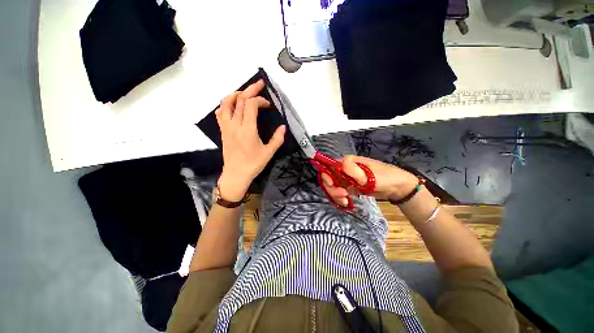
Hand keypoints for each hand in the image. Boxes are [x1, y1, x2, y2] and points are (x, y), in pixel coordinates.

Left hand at [216, 80, 285, 200]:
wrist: (236, 174)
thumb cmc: (253, 164)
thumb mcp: (269, 152)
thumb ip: (277, 139)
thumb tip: (283, 127)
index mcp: (247, 130)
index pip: (251, 105)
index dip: (260, 100)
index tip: (268, 105)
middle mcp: (235, 125)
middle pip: (239, 99)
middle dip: (250, 89)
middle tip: (259, 84)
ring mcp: (226, 127)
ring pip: (226, 103)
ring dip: (236, 94)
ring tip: (245, 92)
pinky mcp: (222, 131)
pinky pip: (220, 113)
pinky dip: (226, 105)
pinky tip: (233, 106)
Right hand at [321, 155, 417, 205]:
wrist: (396, 187)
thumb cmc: (384, 177)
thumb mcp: (368, 173)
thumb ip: (352, 169)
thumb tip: (338, 166)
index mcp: (347, 162)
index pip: (329, 167)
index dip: (327, 176)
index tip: (332, 185)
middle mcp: (344, 169)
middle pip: (329, 178)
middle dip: (332, 189)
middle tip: (342, 196)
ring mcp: (346, 179)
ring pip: (333, 187)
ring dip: (336, 195)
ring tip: (345, 202)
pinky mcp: (350, 187)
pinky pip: (340, 193)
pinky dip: (340, 199)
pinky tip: (346, 203)